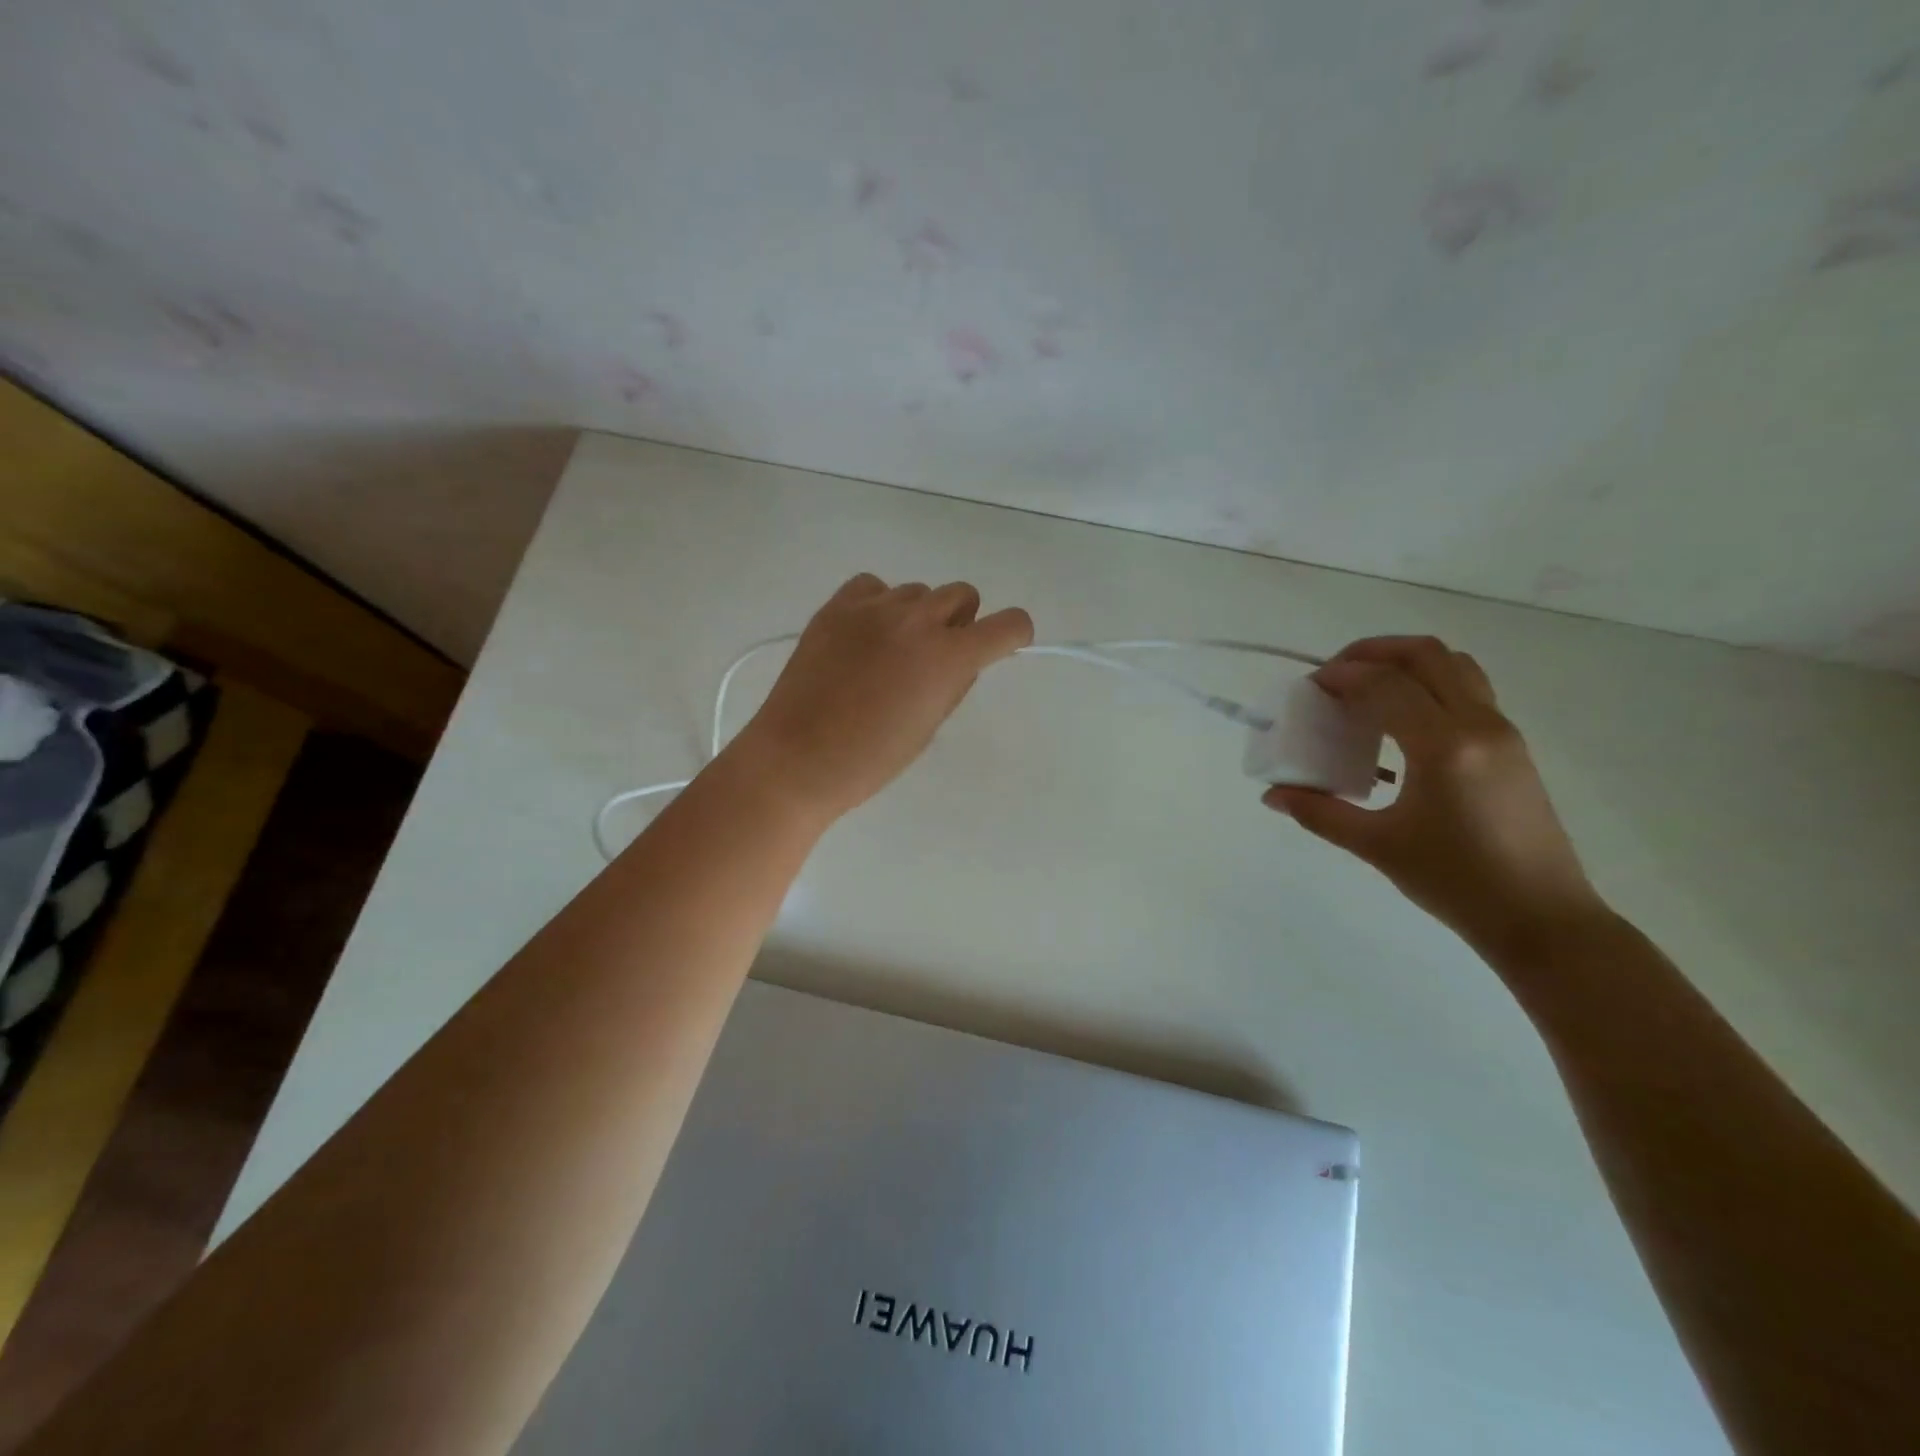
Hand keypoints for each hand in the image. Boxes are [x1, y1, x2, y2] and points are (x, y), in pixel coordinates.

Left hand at [727, 574, 1033, 822]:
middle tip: (937, 657)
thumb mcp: (929, 726)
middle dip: (961, 623)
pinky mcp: (836, 606)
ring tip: (891, 652)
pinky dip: (880, 604)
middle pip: (962, 595)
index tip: (1003, 647)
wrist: (796, 759)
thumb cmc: (870, 759)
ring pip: (918, 591)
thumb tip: (964, 658)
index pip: (1009, 624)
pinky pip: (874, 586)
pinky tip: (865, 636)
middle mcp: (917, 620)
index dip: (1014, 635)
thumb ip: (954, 682)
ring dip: (919, 616)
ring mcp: (873, 607)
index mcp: (948, 657)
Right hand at [1263, 636, 1606, 963]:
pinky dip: (1428, 686)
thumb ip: (1319, 812)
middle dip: (1374, 652)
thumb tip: (1272, 795)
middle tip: (1336, 674)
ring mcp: (1502, 732)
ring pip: (1455, 666)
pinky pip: (1467, 692)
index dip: (1341, 675)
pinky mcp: (1511, 747)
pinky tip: (1400, 725)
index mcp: (1444, 746)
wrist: (1541, 918)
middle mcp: (1479, 725)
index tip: (1308, 687)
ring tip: (1367, 689)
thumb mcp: (1377, 846)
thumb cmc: (1455, 882)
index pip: (1385, 684)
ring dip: (1406, 664)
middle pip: (1427, 655)